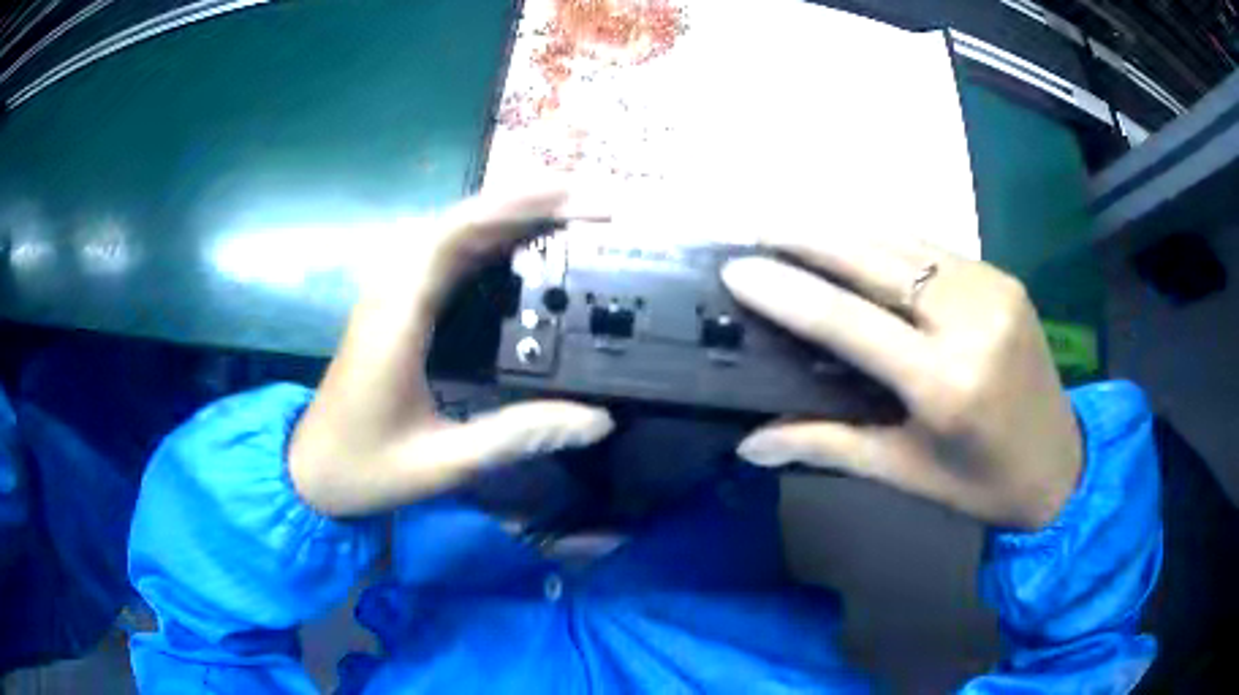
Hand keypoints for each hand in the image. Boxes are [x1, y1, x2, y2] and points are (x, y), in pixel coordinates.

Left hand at [289, 190, 613, 517]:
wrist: (311, 472)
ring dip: (503, 217)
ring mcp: (389, 297)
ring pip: (448, 234)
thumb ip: (517, 436)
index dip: (512, 208)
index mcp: (397, 319)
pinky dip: (484, 242)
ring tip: (563, 214)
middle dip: (521, 203)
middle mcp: (391, 292)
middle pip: (456, 222)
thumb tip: (598, 420)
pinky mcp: (393, 308)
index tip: (570, 199)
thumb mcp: (443, 463)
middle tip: (586, 202)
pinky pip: (442, 257)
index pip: (452, 236)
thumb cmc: (365, 468)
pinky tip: (516, 250)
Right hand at [722, 235, 1081, 529]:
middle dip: (808, 239)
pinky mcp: (1003, 277)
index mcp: (945, 384)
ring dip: (844, 231)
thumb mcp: (903, 472)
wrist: (1060, 465)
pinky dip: (886, 240)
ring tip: (794, 229)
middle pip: (874, 260)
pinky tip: (856, 243)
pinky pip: (932, 247)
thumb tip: (749, 445)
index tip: (736, 269)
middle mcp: (970, 321)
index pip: (850, 323)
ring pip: (903, 241)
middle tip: (758, 232)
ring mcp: (992, 289)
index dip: (788, 292)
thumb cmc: (979, 483)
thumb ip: (826, 445)